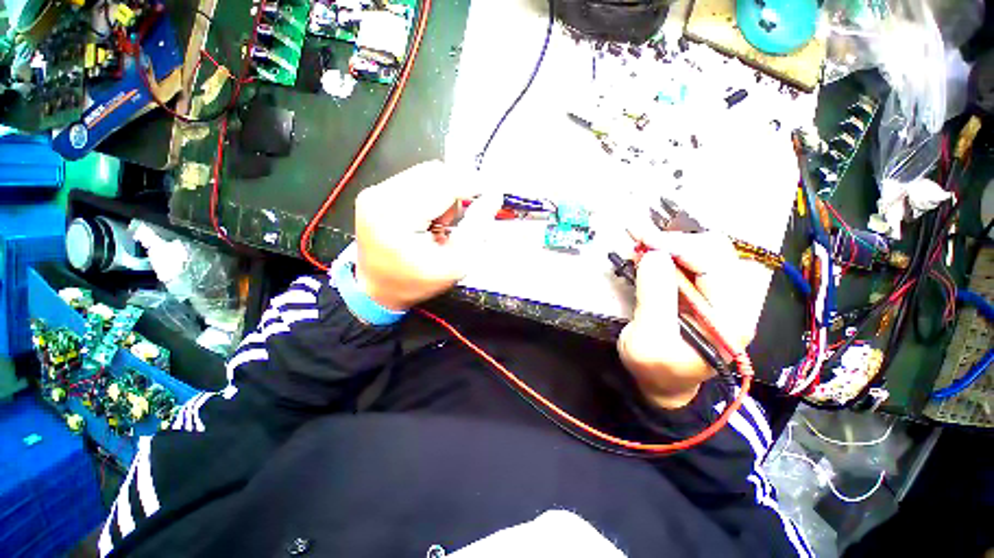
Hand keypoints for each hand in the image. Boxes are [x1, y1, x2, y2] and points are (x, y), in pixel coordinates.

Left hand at [353, 160, 498, 310]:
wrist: (377, 289)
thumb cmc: (417, 282)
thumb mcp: (456, 264)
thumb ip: (477, 228)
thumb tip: (493, 196)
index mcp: (397, 218)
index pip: (444, 185)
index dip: (473, 185)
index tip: (493, 194)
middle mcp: (381, 196)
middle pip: (435, 172)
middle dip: (457, 191)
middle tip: (457, 221)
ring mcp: (375, 191)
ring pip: (426, 172)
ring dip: (444, 193)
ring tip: (440, 223)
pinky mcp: (374, 192)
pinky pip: (415, 179)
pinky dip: (431, 194)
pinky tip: (428, 218)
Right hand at [617, 233, 753, 408]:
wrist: (665, 384)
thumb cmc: (656, 368)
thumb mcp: (649, 338)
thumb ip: (654, 297)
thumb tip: (654, 255)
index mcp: (731, 317)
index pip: (713, 263)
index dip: (677, 245)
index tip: (642, 239)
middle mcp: (737, 301)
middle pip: (717, 251)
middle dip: (677, 241)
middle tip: (641, 241)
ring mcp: (724, 295)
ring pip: (708, 252)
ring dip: (675, 244)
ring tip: (645, 246)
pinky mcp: (708, 293)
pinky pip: (696, 262)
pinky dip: (674, 253)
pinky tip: (654, 254)